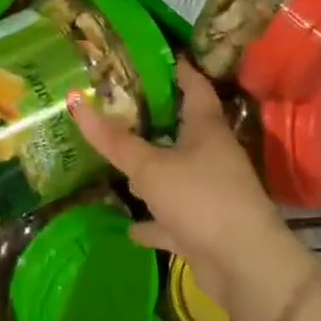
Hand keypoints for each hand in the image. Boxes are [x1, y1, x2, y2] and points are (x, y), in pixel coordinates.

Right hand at [69, 58, 290, 310]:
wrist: (245, 265)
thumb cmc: (200, 198)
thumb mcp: (150, 167)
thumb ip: (113, 140)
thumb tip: (75, 101)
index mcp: (206, 128)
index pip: (195, 86)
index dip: (178, 68)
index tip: (156, 55)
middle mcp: (211, 155)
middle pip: (183, 129)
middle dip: (154, 120)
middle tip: (118, 106)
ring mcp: (210, 192)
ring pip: (176, 174)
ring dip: (152, 172)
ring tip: (119, 163)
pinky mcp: (205, 227)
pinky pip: (173, 218)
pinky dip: (153, 221)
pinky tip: (130, 226)